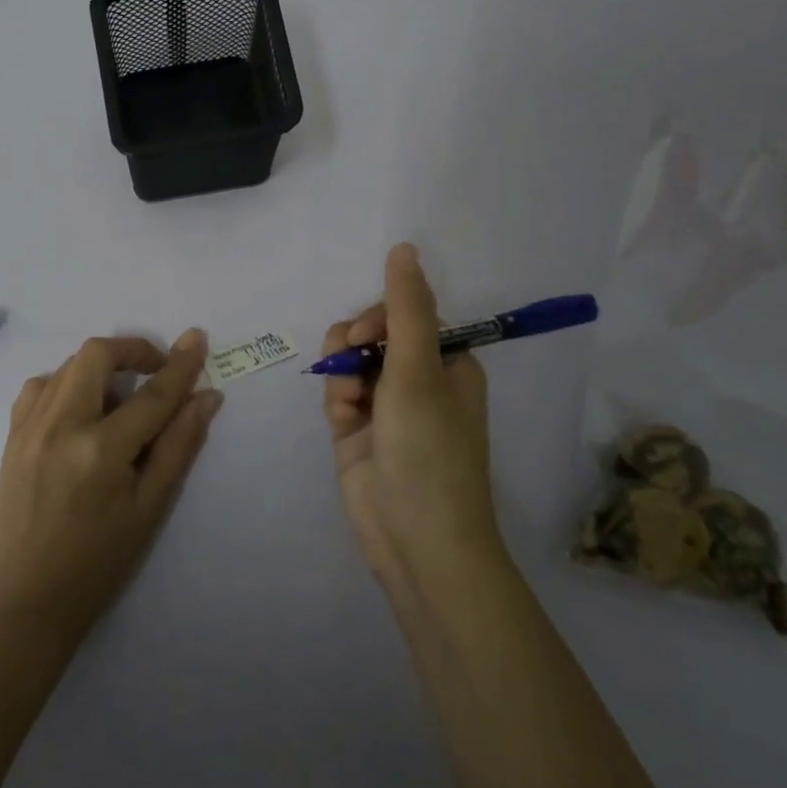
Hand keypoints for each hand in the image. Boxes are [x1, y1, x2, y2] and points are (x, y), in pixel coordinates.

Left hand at [0, 330, 222, 642]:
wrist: (31, 598)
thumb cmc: (101, 560)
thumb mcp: (151, 507)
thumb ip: (179, 445)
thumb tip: (207, 397)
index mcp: (101, 451)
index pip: (151, 394)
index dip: (180, 365)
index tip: (197, 339)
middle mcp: (61, 427)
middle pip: (97, 355)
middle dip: (132, 351)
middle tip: (154, 371)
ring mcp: (29, 428)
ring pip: (67, 365)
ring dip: (100, 367)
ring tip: (118, 398)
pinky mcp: (11, 436)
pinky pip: (39, 386)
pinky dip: (65, 383)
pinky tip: (79, 410)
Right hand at [322, 244, 502, 597]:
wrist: (416, 539)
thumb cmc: (429, 447)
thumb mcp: (418, 370)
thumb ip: (405, 308)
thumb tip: (404, 248)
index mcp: (449, 364)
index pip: (409, 314)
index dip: (381, 316)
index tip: (366, 333)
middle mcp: (419, 381)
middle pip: (375, 334)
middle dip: (356, 342)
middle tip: (350, 357)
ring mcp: (387, 408)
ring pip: (351, 361)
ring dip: (342, 369)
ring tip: (347, 396)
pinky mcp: (358, 432)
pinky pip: (340, 394)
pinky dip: (338, 398)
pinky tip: (342, 418)